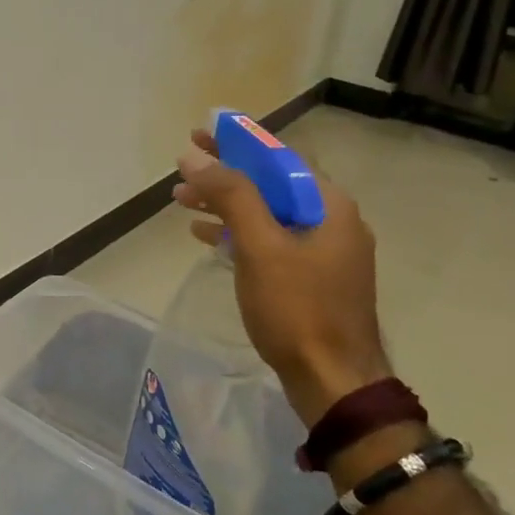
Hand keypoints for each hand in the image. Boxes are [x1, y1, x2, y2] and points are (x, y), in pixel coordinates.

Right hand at [173, 129, 390, 426]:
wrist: (333, 381)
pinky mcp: (310, 277)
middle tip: (183, 166)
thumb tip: (195, 155)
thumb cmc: (297, 308)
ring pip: (266, 212)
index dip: (237, 141)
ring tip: (181, 200)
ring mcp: (322, 251)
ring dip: (224, 203)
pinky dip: (237, 232)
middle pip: (270, 183)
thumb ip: (230, 194)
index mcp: (328, 205)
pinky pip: (269, 240)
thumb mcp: (260, 245)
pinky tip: (205, 236)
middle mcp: (331, 221)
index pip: (278, 157)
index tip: (200, 133)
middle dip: (224, 173)